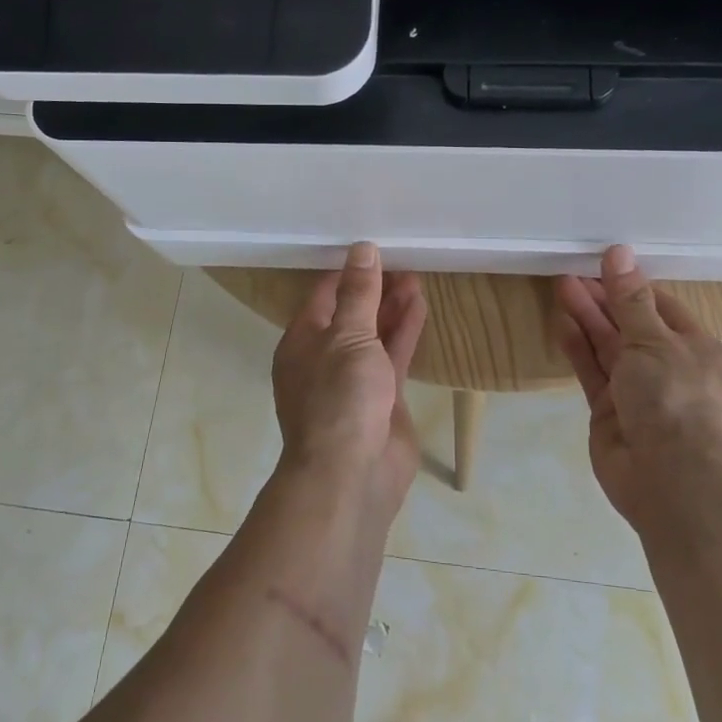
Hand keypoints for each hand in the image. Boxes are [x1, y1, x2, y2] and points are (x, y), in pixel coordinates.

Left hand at [271, 243, 428, 513]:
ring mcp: (354, 380)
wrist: (353, 473)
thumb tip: (362, 249)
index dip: (348, 272)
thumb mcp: (348, 336)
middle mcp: (324, 358)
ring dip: (392, 308)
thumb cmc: (340, 397)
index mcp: (301, 341)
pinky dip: (405, 332)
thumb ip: (359, 293)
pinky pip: (393, 356)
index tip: (373, 249)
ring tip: (416, 277)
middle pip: (351, 313)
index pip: (323, 296)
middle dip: (375, 289)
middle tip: (403, 261)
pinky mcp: (382, 398)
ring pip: (374, 334)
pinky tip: (420, 306)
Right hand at [555, 245, 721, 531]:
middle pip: (631, 325)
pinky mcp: (609, 411)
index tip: (601, 263)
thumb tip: (620, 252)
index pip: (661, 306)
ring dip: (587, 318)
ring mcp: (637, 391)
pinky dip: (578, 348)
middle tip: (571, 273)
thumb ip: (631, 300)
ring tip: (561, 286)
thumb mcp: (655, 341)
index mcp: (695, 348)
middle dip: (604, 299)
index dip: (631, 285)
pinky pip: (592, 371)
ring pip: (608, 347)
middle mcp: (667, 367)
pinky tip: (561, 323)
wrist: (673, 481)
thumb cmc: (676, 400)